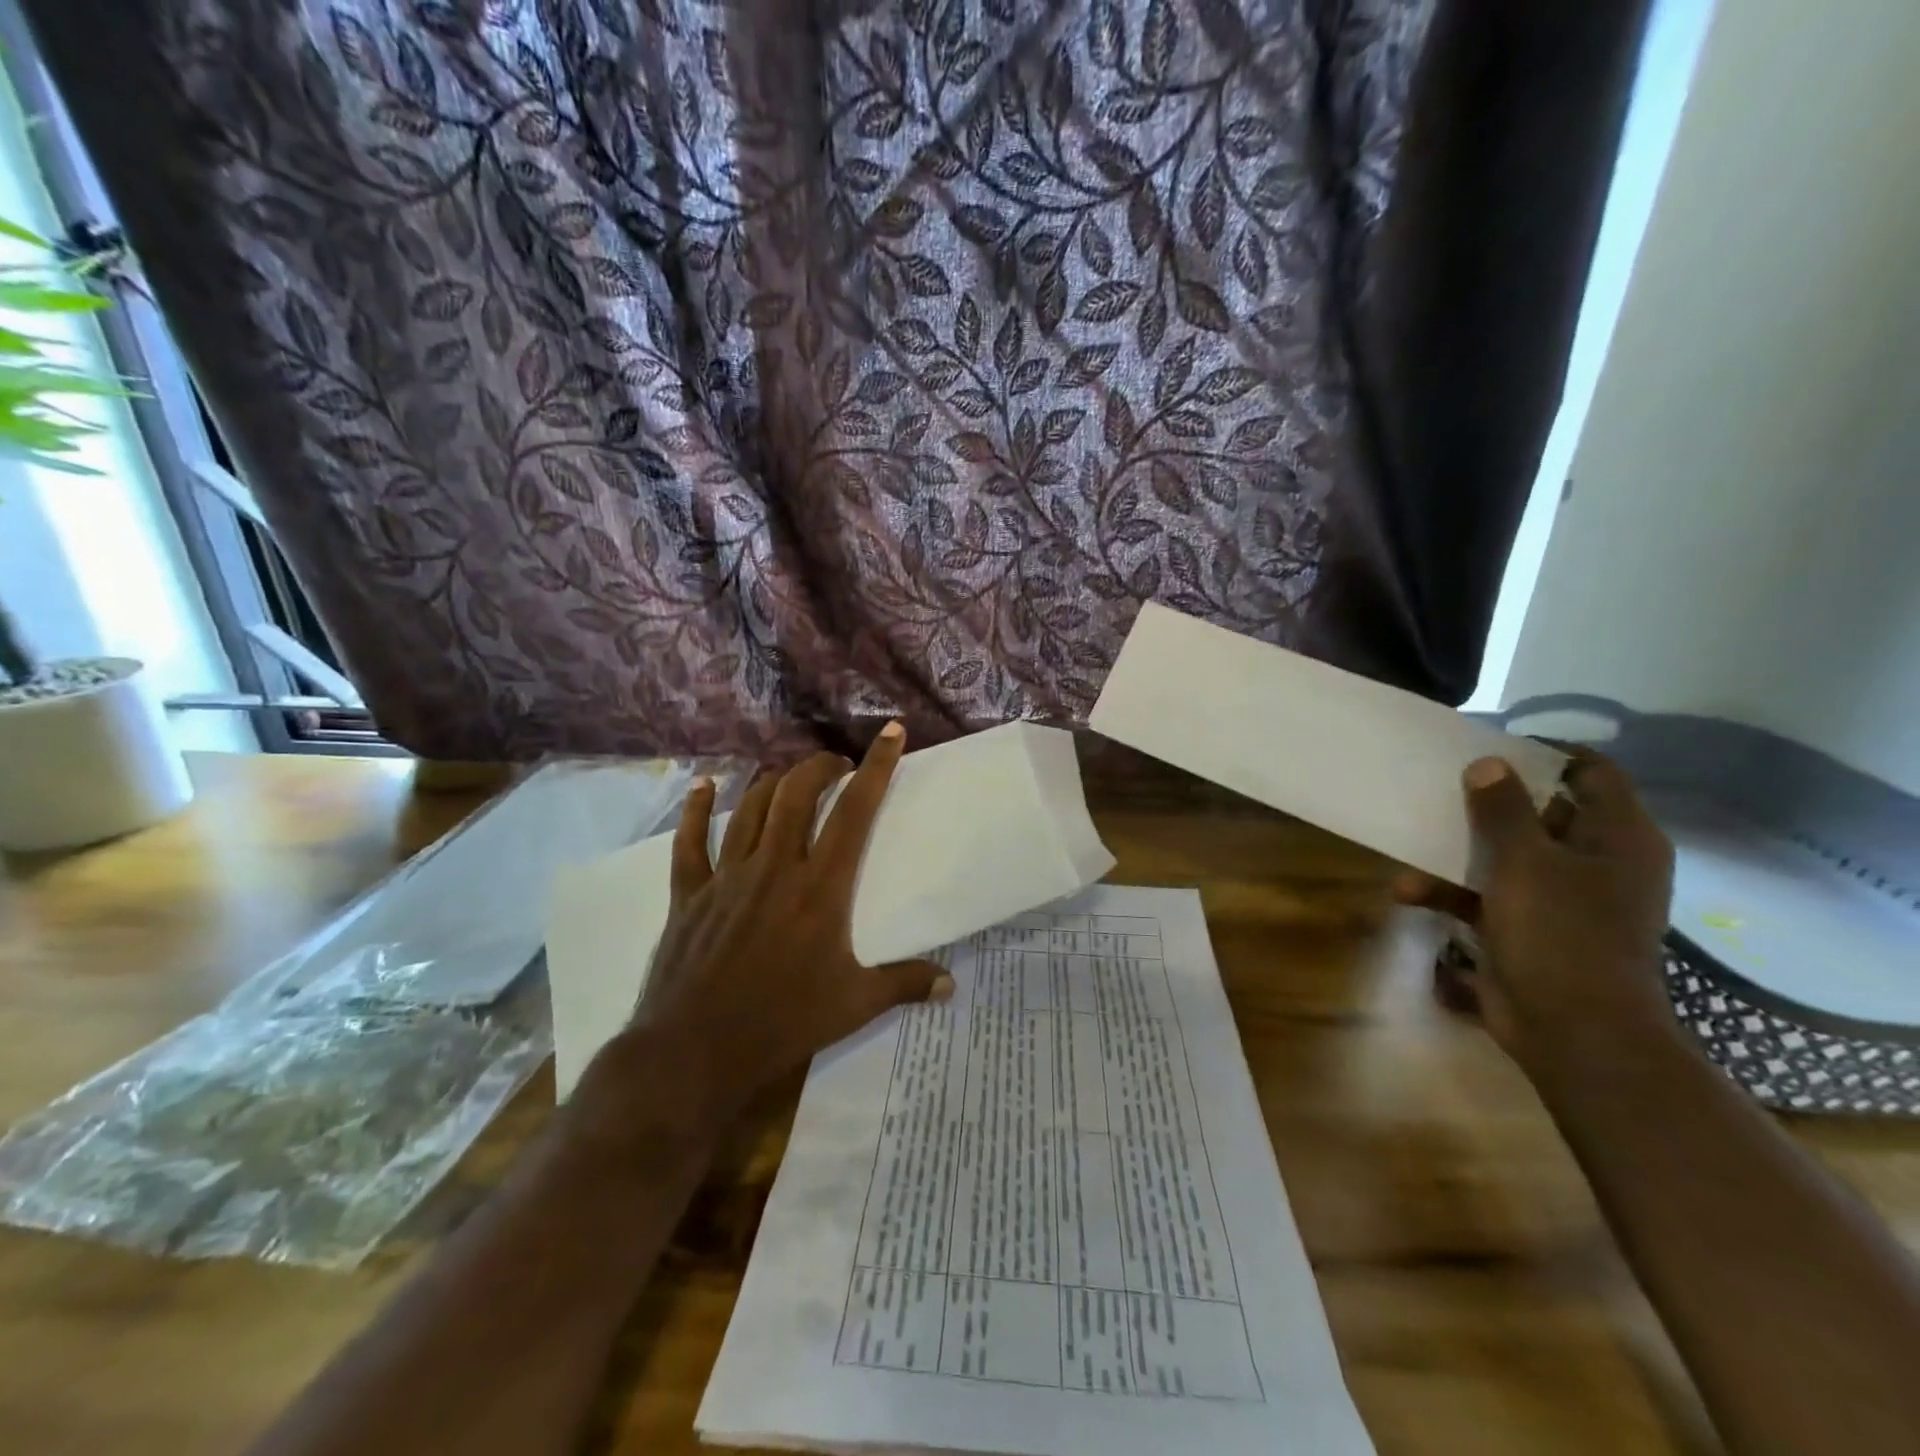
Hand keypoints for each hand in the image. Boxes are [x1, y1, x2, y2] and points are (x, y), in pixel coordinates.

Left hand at [589, 723, 951, 1125]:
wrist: (697, 1050)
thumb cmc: (784, 1022)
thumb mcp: (854, 1005)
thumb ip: (904, 985)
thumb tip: (951, 985)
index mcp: (820, 887)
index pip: (855, 812)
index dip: (876, 767)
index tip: (889, 733)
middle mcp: (774, 867)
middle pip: (797, 794)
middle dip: (820, 767)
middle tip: (836, 767)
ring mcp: (728, 876)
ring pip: (750, 807)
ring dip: (773, 781)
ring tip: (790, 776)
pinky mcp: (690, 893)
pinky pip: (691, 841)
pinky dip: (696, 809)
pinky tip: (703, 786)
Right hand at [1394, 750, 1676, 1078]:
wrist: (1572, 1031)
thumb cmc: (1561, 934)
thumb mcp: (1525, 862)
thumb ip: (1504, 809)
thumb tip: (1488, 763)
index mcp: (1618, 839)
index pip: (1592, 774)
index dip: (1546, 755)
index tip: (1491, 746)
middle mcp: (1595, 862)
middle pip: (1541, 812)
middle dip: (1486, 801)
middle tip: (1441, 785)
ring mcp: (1562, 898)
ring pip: (1505, 854)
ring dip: (1457, 851)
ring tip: (1411, 845)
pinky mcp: (1529, 927)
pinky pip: (1486, 894)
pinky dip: (1450, 892)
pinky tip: (1408, 894)